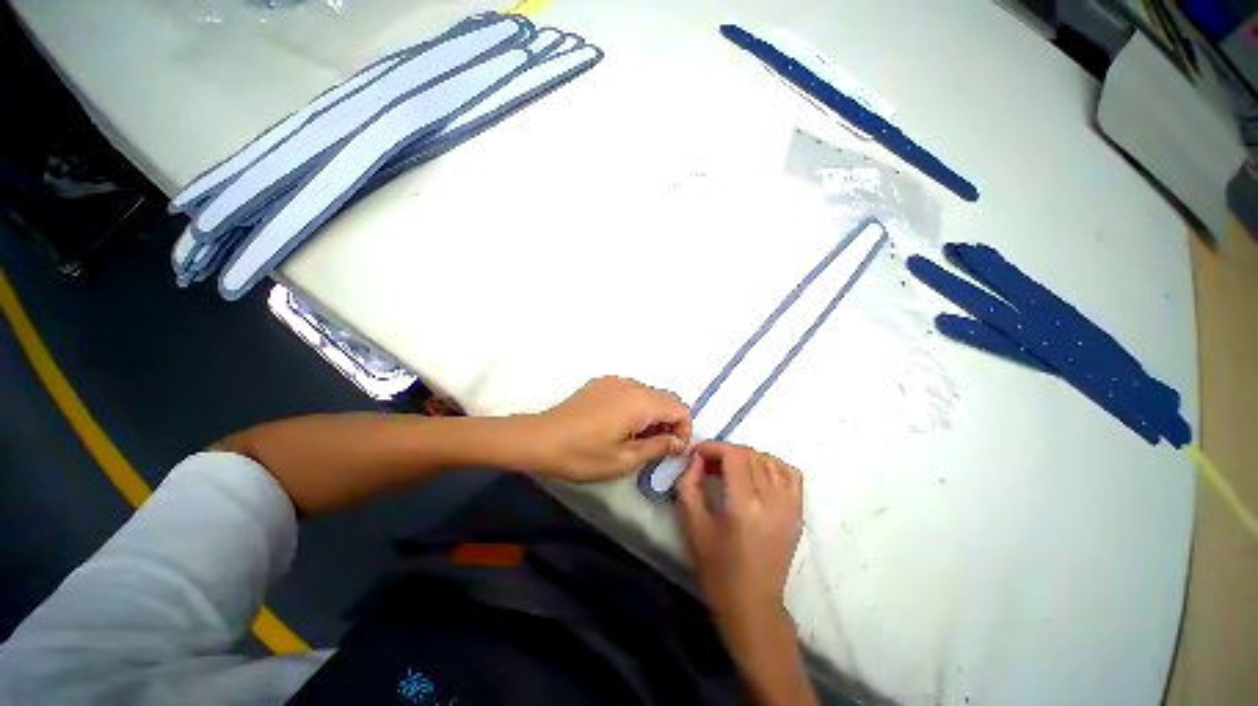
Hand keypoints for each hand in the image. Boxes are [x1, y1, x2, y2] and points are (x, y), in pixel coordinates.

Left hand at [519, 376, 690, 481]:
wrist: (540, 438)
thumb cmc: (582, 454)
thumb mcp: (624, 459)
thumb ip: (658, 447)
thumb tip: (678, 442)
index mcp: (640, 402)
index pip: (680, 407)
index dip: (683, 429)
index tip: (670, 450)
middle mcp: (632, 384)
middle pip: (666, 398)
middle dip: (669, 421)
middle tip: (655, 446)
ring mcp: (615, 380)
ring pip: (649, 393)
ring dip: (653, 413)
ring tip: (636, 437)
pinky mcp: (601, 382)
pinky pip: (631, 391)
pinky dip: (636, 406)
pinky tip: (618, 424)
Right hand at [676, 441, 802, 633]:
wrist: (752, 604)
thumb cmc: (717, 568)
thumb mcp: (692, 524)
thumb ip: (688, 483)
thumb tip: (696, 458)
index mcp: (744, 505)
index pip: (733, 454)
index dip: (712, 447)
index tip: (697, 454)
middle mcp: (772, 500)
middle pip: (750, 454)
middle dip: (725, 452)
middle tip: (708, 465)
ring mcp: (790, 506)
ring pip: (769, 459)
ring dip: (746, 457)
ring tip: (730, 471)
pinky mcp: (798, 513)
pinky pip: (790, 473)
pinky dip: (772, 465)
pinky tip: (757, 476)